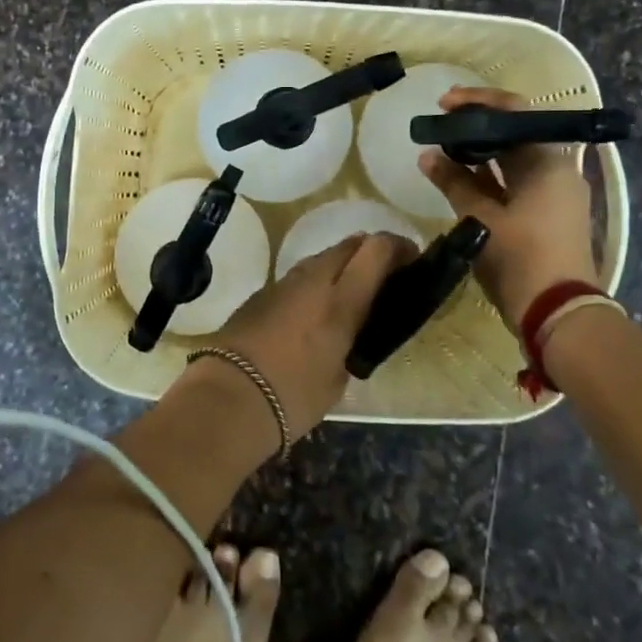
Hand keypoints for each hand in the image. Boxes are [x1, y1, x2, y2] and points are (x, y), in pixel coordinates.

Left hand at [209, 233, 418, 440]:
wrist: (229, 396)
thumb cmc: (293, 397)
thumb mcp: (338, 376)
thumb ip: (350, 342)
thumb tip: (348, 332)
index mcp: (341, 301)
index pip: (375, 249)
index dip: (397, 247)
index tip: (411, 259)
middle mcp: (313, 281)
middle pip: (348, 245)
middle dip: (370, 252)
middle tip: (384, 275)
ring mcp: (283, 283)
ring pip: (320, 258)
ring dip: (340, 265)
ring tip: (349, 293)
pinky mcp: (261, 293)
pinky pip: (298, 278)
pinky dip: (314, 283)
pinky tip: (313, 310)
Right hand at [417, 86, 599, 326]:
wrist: (559, 314)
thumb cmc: (520, 259)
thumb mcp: (479, 218)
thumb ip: (453, 182)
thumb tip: (427, 156)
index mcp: (548, 162)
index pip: (515, 111)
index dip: (477, 102)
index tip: (444, 104)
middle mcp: (557, 170)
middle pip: (515, 133)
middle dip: (475, 126)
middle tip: (438, 126)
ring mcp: (555, 193)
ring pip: (514, 159)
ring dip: (479, 152)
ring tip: (442, 150)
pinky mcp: (549, 214)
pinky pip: (517, 182)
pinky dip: (490, 176)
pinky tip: (459, 179)